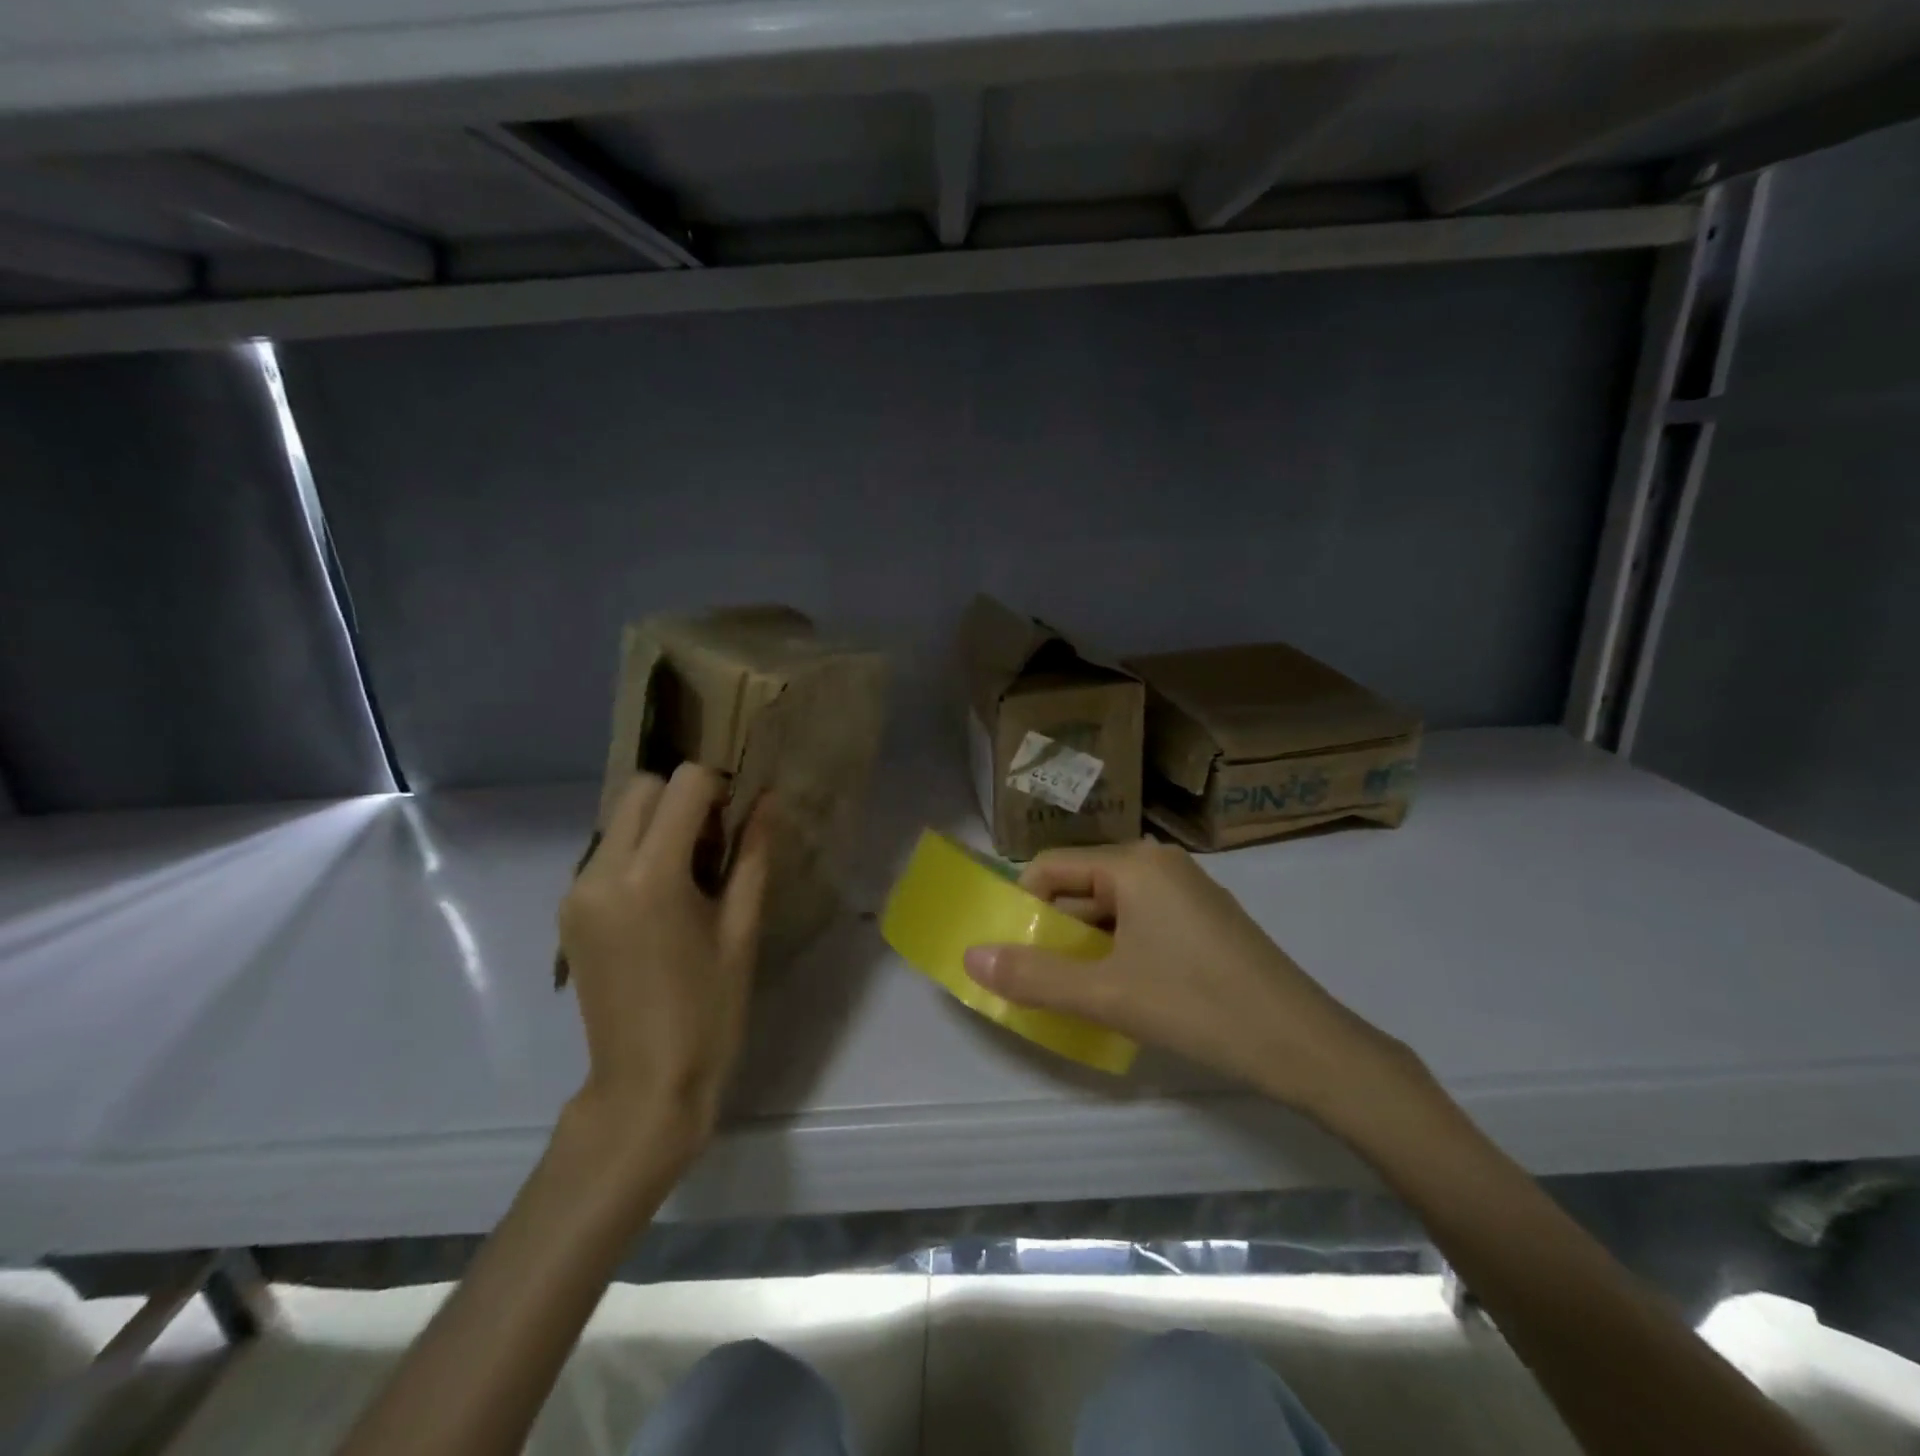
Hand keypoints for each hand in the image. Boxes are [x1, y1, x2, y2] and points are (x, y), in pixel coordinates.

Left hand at [556, 764, 770, 1166]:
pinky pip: (607, 851)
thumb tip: (767, 799)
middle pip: (643, 788)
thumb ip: (753, 854)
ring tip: (691, 878)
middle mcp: (601, 871)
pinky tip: (663, 900)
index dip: (718, 788)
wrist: (645, 1082)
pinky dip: (639, 851)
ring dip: (660, 825)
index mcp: (650, 875)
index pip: (683, 784)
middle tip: (715, 846)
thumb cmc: (708, 1008)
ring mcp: (577, 891)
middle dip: (683, 799)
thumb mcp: (742, 928)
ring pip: (622, 817)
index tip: (737, 821)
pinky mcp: (568, 910)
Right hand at [963, 840, 1416, 1118]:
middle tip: (1033, 978)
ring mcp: (1188, 892)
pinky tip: (1120, 990)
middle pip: (1082, 886)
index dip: (1022, 905)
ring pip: (1112, 908)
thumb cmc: (1199, 1006)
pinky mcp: (1206, 921)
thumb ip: (1034, 976)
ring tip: (1070, 990)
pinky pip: (1142, 923)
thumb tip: (970, 958)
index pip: (1052, 867)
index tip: (1010, 952)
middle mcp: (1159, 864)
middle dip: (1053, 929)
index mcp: (1133, 865)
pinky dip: (1118, 950)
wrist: (1306, 1045)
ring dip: (1085, 945)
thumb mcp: (1107, 995)